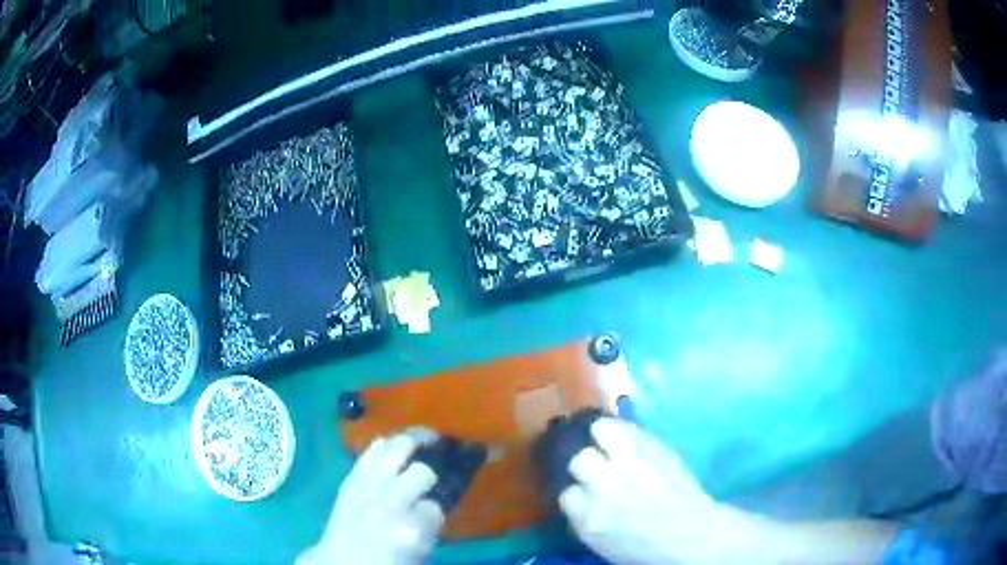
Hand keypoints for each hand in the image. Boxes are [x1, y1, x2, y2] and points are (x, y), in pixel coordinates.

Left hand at [298, 429, 443, 564]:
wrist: (341, 561)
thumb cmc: (385, 561)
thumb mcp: (418, 550)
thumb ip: (430, 523)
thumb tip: (438, 498)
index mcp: (410, 530)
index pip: (438, 504)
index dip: (443, 500)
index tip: (445, 496)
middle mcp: (388, 503)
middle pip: (421, 470)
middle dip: (433, 464)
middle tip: (445, 453)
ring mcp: (365, 488)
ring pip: (393, 449)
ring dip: (412, 441)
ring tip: (425, 437)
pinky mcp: (349, 479)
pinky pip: (370, 451)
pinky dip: (386, 445)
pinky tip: (395, 445)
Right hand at [558, 418, 727, 564]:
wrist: (692, 536)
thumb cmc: (645, 546)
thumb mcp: (601, 542)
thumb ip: (583, 517)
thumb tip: (575, 494)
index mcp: (589, 518)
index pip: (566, 493)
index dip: (576, 491)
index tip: (583, 491)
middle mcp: (605, 488)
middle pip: (579, 460)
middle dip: (584, 464)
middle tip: (594, 466)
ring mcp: (632, 464)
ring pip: (601, 432)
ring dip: (601, 434)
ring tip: (603, 437)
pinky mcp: (655, 448)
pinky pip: (628, 427)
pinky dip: (621, 427)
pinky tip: (621, 433)